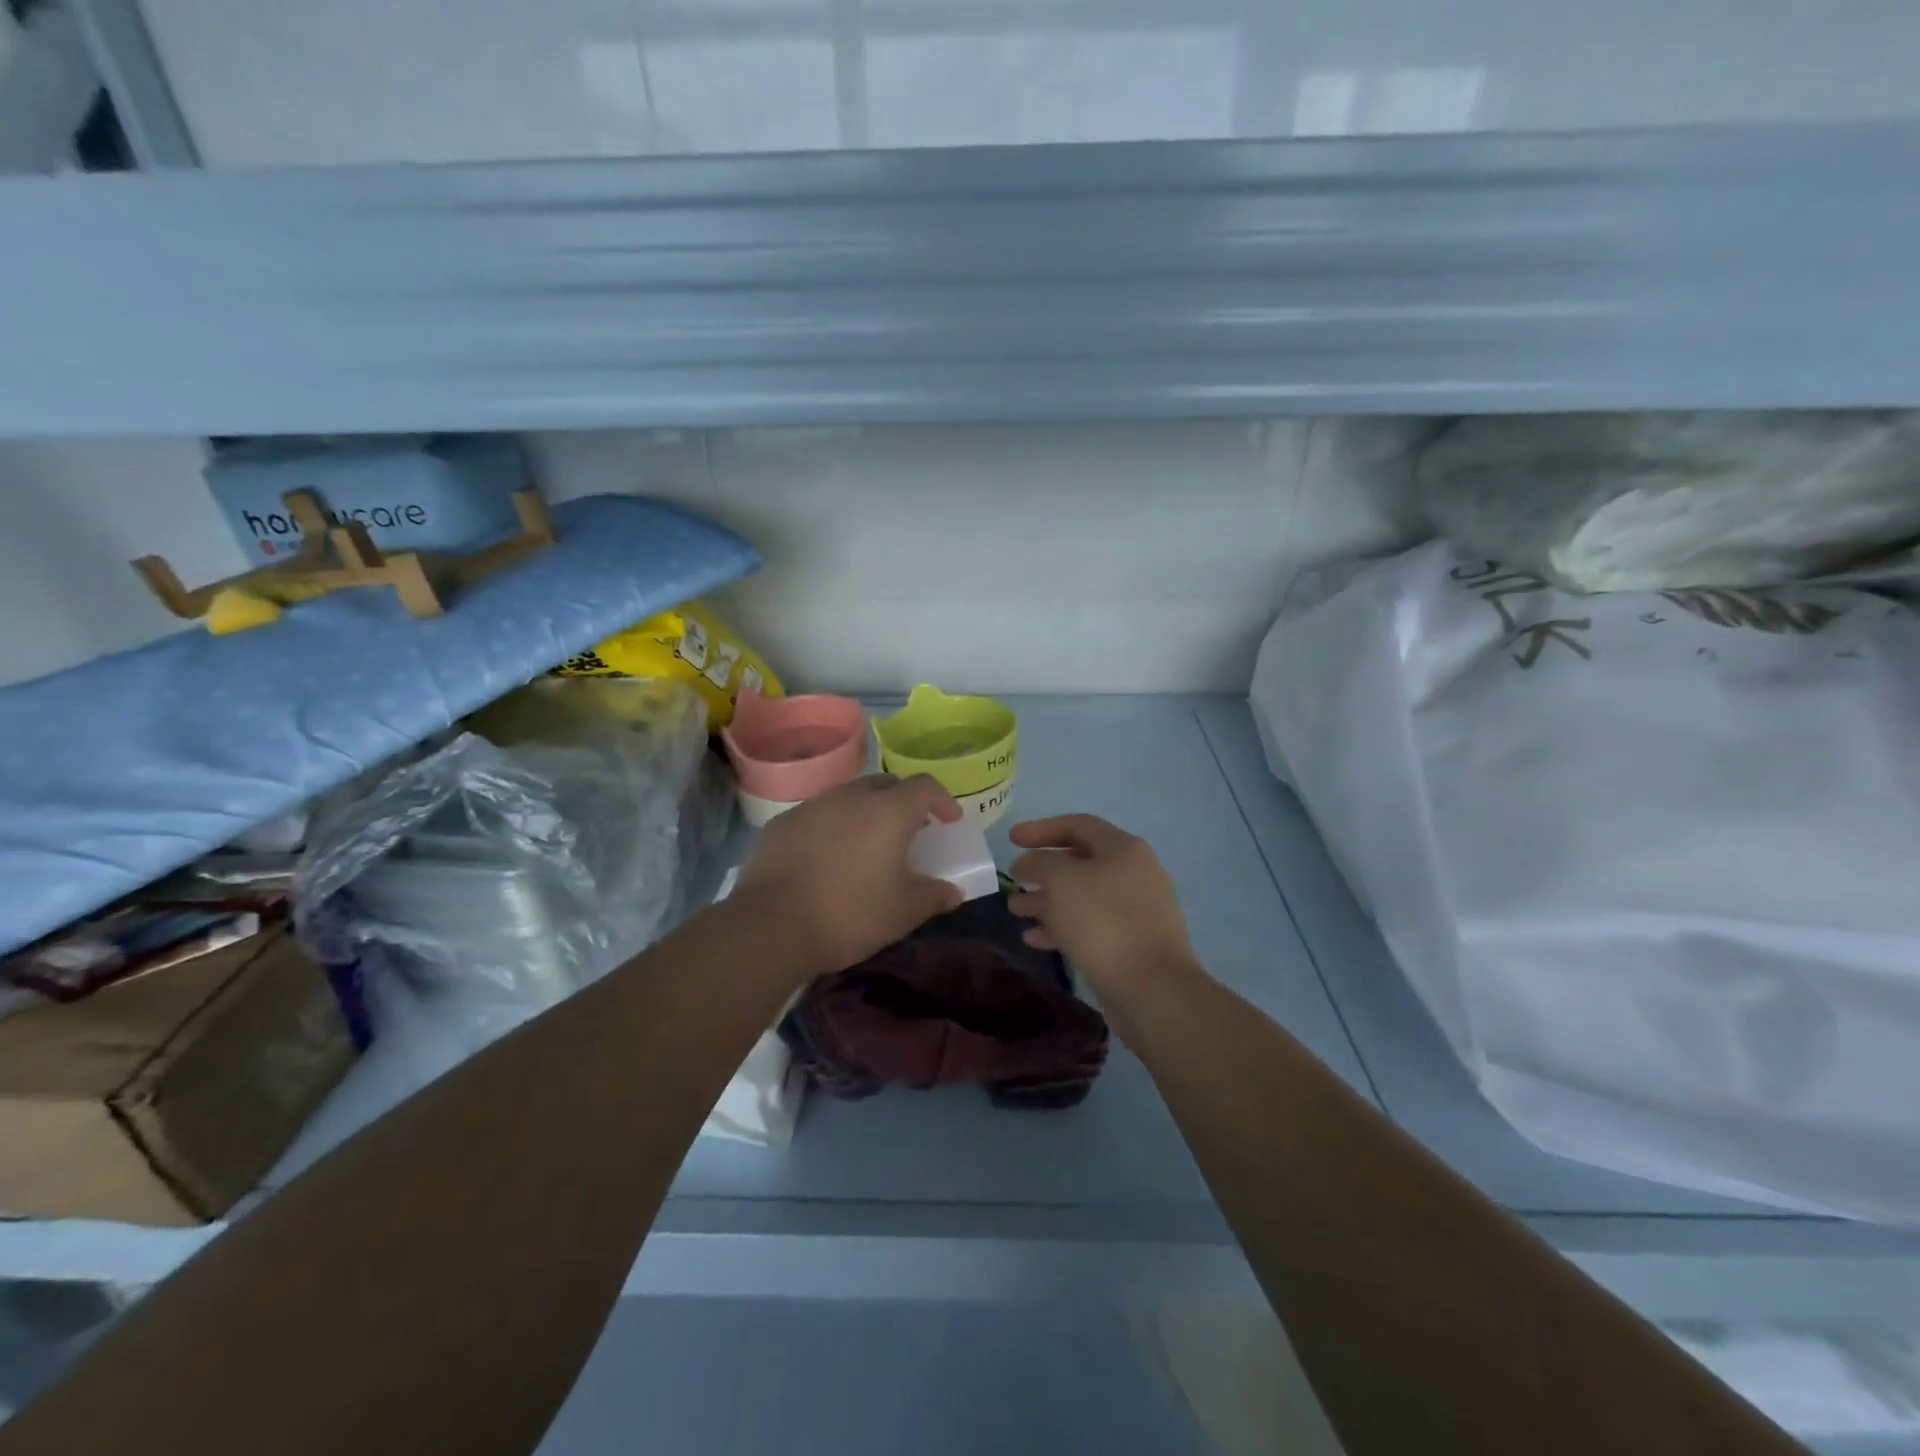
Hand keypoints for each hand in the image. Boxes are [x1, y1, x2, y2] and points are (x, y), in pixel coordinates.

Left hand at [731, 774, 964, 978]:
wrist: (770, 925)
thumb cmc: (850, 914)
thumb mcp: (903, 912)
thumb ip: (933, 896)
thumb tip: (952, 892)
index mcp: (888, 811)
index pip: (924, 787)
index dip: (942, 800)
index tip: (949, 820)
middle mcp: (851, 796)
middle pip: (886, 785)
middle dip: (903, 802)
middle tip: (910, 830)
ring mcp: (812, 806)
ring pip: (849, 797)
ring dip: (866, 812)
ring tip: (868, 844)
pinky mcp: (782, 824)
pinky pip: (818, 815)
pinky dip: (832, 827)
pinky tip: (827, 857)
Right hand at [1007, 814, 1198, 995]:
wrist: (1151, 988)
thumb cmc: (1103, 921)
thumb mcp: (1061, 881)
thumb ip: (1038, 862)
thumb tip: (1028, 863)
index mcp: (1123, 849)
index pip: (1078, 825)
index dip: (1041, 829)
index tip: (1011, 839)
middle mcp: (1134, 873)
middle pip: (1080, 862)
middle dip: (1042, 871)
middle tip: (1013, 879)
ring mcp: (1136, 910)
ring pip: (1082, 897)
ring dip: (1046, 901)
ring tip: (1015, 911)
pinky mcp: (1131, 943)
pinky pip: (1090, 926)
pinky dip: (1061, 927)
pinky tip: (1034, 939)